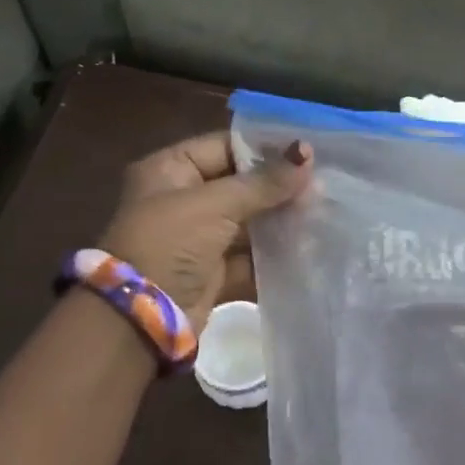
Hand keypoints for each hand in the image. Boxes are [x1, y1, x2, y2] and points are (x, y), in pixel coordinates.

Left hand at [97, 131, 311, 329]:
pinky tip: (309, 246)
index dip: (264, 149)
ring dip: (281, 220)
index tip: (308, 152)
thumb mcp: (214, 206)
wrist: (142, 318)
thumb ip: (263, 183)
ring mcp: (199, 238)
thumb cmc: (170, 244)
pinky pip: (250, 256)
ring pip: (248, 221)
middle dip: (279, 187)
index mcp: (170, 170)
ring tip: (323, 212)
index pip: (224, 147)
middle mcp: (183, 199)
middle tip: (323, 185)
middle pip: (240, 185)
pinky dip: (274, 254)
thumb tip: (307, 154)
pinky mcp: (213, 271)